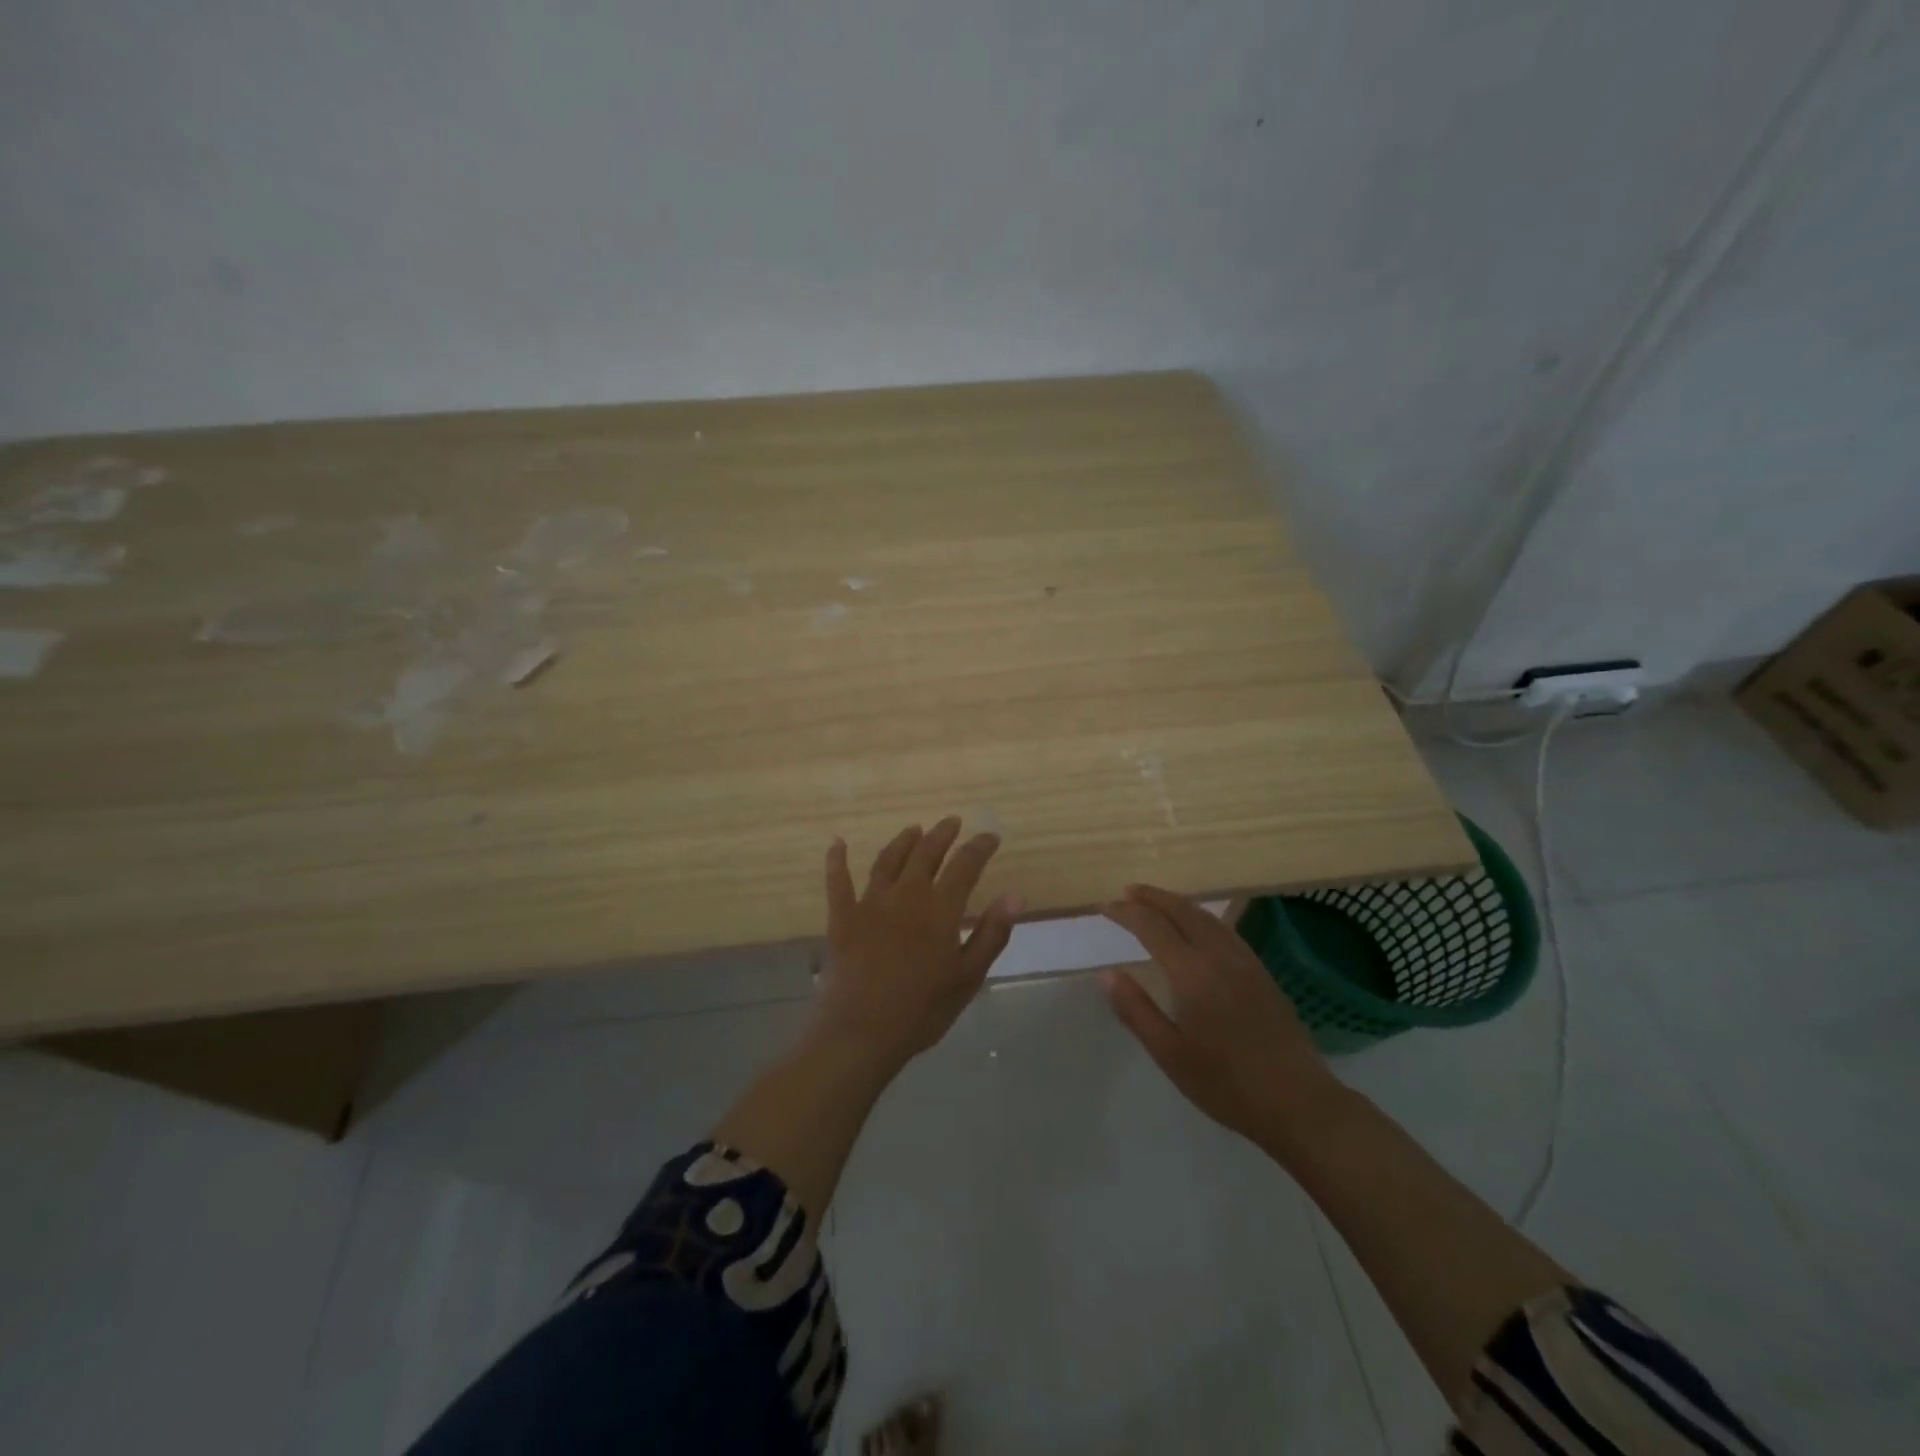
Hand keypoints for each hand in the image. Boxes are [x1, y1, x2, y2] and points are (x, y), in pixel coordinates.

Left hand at [813, 817, 1023, 1072]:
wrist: (861, 1032)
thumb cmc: (922, 1009)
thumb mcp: (968, 976)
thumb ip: (992, 933)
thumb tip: (1015, 896)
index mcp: (940, 908)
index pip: (965, 865)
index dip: (979, 847)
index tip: (990, 836)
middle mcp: (906, 894)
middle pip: (926, 853)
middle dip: (942, 835)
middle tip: (952, 822)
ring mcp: (870, 903)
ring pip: (888, 860)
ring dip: (903, 841)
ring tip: (914, 829)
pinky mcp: (842, 917)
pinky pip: (838, 882)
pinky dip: (836, 861)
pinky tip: (836, 844)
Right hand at [1102, 885, 1339, 1148]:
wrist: (1298, 1102)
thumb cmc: (1226, 1083)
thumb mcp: (1170, 1054)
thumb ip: (1136, 1009)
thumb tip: (1107, 973)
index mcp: (1192, 973)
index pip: (1152, 927)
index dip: (1126, 912)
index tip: (1105, 907)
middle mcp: (1219, 956)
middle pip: (1182, 911)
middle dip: (1153, 897)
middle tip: (1128, 891)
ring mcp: (1245, 962)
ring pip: (1207, 917)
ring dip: (1178, 903)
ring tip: (1157, 902)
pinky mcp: (1262, 973)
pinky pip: (1225, 930)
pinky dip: (1201, 917)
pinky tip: (1198, 928)